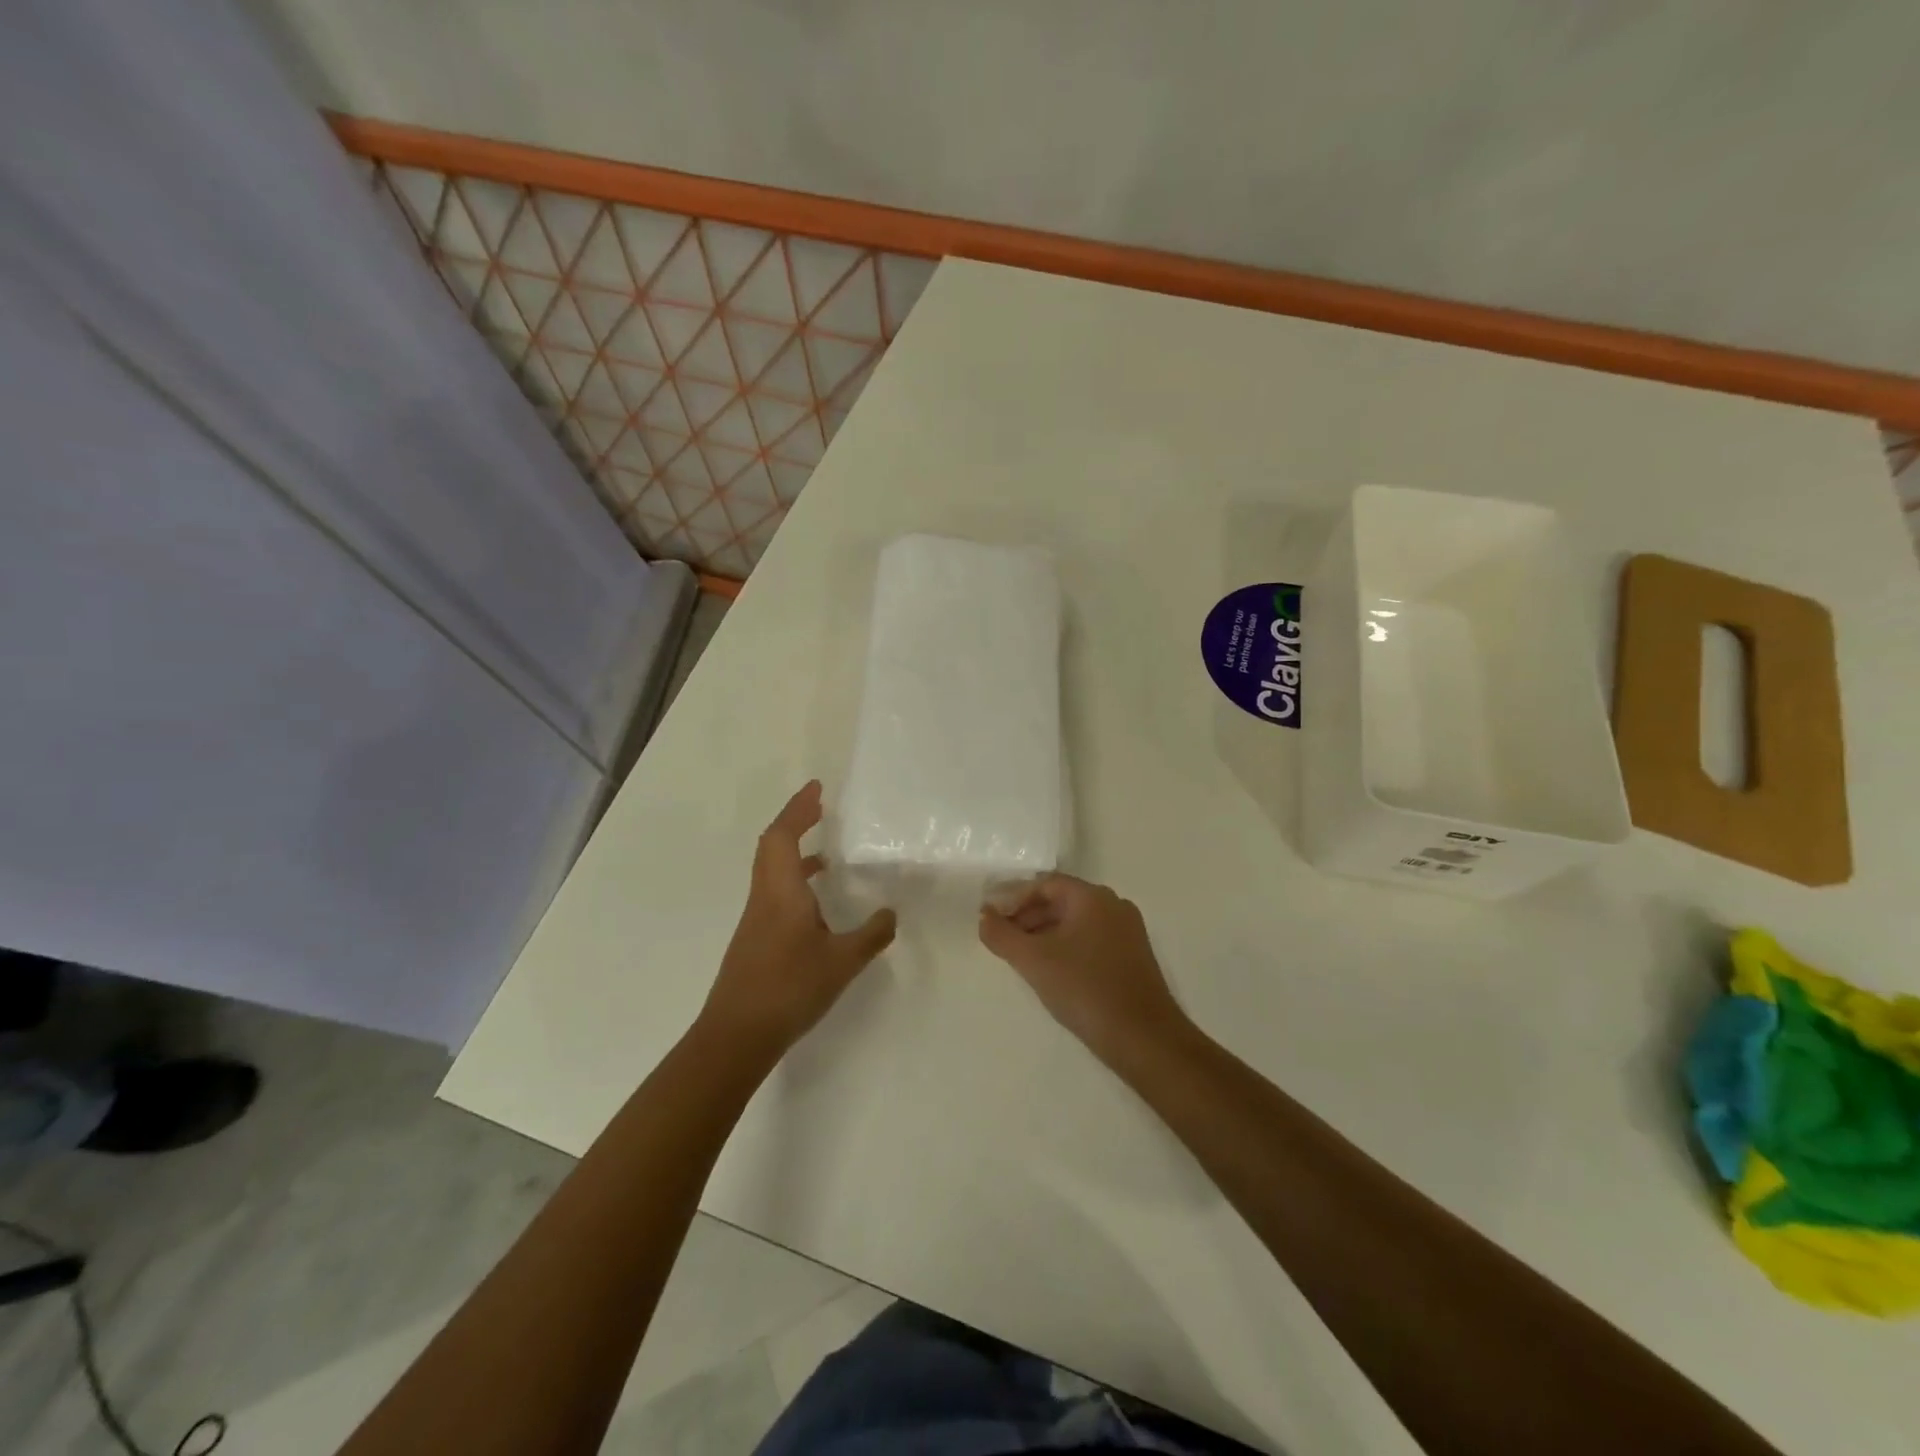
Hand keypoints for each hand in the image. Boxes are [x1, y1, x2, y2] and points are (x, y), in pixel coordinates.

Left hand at [699, 781, 896, 1063]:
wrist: (736, 1035)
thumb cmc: (789, 989)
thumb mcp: (842, 962)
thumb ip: (870, 935)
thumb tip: (891, 913)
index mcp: (781, 892)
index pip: (783, 835)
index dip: (798, 808)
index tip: (817, 788)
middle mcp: (765, 896)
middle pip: (772, 845)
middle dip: (795, 821)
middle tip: (821, 808)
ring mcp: (757, 918)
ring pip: (771, 869)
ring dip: (795, 850)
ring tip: (828, 852)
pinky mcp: (756, 937)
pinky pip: (774, 890)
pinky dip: (794, 879)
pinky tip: (817, 902)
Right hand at [978, 874, 1187, 1064]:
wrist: (1144, 1038)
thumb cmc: (1085, 989)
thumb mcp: (1034, 961)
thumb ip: (1002, 935)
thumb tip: (984, 915)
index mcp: (1093, 897)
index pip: (1045, 884)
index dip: (1014, 898)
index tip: (992, 919)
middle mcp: (1114, 906)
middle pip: (1062, 900)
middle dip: (1028, 916)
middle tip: (1002, 939)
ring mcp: (1127, 932)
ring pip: (1077, 922)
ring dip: (1046, 933)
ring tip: (1022, 958)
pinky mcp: (1133, 957)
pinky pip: (1092, 940)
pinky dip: (1067, 947)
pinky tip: (1052, 972)